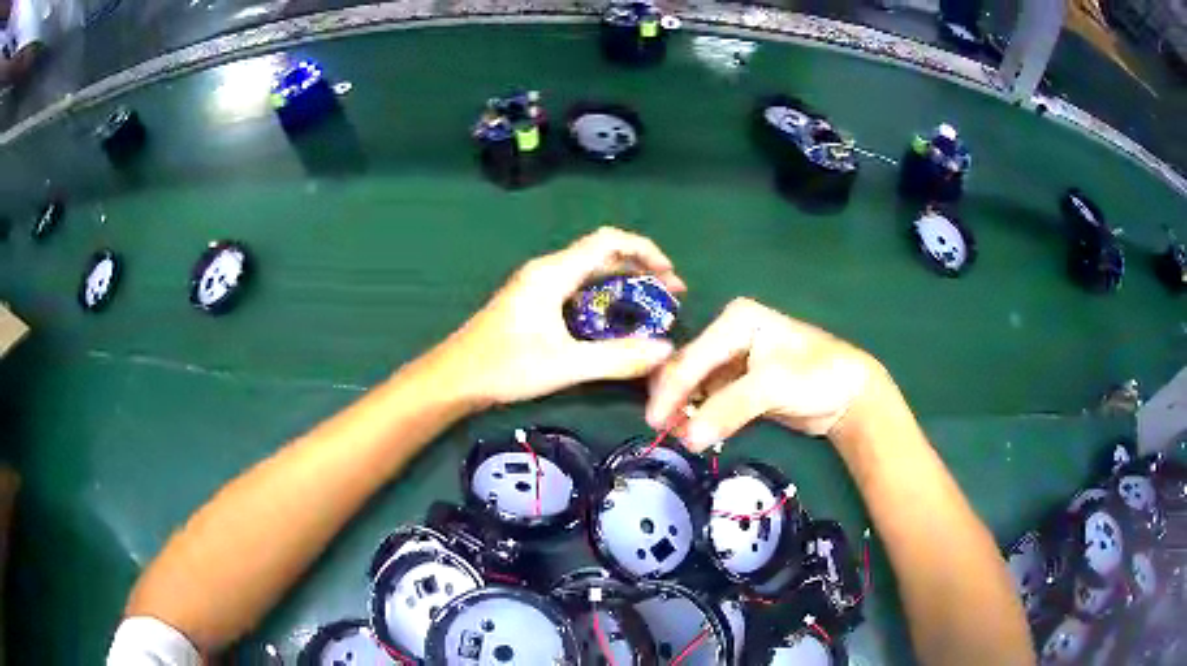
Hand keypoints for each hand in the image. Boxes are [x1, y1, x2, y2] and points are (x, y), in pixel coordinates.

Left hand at [428, 227, 686, 408]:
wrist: (453, 378)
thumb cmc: (504, 367)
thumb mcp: (565, 365)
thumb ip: (617, 358)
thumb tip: (665, 350)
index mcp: (553, 273)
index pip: (608, 242)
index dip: (645, 250)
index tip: (672, 276)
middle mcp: (547, 270)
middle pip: (602, 254)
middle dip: (640, 269)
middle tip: (671, 296)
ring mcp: (537, 284)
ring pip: (589, 271)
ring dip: (623, 283)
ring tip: (650, 307)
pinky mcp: (532, 301)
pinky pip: (577, 287)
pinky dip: (603, 295)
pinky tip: (614, 320)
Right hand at [646, 298, 882, 448]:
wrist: (849, 395)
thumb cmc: (816, 376)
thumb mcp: (772, 387)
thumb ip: (728, 409)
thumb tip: (686, 439)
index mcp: (734, 320)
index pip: (690, 357)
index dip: (669, 391)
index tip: (654, 424)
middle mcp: (728, 335)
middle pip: (687, 368)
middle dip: (673, 400)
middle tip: (663, 432)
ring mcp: (733, 360)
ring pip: (694, 386)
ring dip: (683, 411)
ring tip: (676, 436)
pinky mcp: (739, 383)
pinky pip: (709, 399)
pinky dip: (699, 416)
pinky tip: (693, 432)